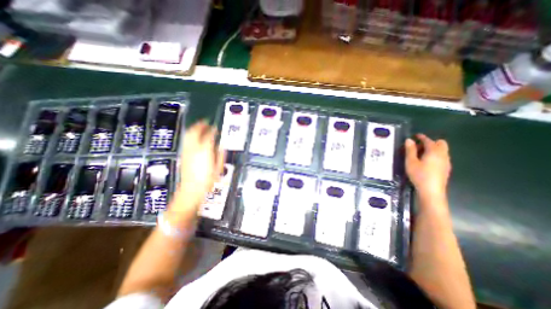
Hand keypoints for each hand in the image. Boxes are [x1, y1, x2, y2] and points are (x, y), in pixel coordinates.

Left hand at [172, 120, 222, 211]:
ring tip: (199, 127)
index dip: (213, 130)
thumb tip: (221, 146)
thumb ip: (220, 155)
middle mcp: (194, 149)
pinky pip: (186, 141)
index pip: (209, 136)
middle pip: (195, 132)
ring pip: (188, 135)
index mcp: (205, 151)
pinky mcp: (183, 155)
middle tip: (205, 122)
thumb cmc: (207, 180)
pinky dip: (190, 136)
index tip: (216, 128)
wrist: (191, 190)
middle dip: (200, 125)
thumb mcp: (218, 168)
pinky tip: (194, 137)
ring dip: (194, 129)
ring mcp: (187, 151)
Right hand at [403, 134, 450, 198]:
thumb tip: (409, 140)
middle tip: (419, 146)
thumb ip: (410, 150)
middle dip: (430, 142)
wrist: (431, 190)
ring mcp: (446, 162)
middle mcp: (443, 155)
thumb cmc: (419, 175)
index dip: (422, 137)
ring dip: (433, 149)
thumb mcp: (410, 162)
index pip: (428, 141)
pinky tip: (426, 161)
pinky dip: (435, 155)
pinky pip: (442, 156)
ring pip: (442, 150)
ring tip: (421, 154)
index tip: (415, 135)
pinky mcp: (446, 168)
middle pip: (441, 143)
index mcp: (434, 152)